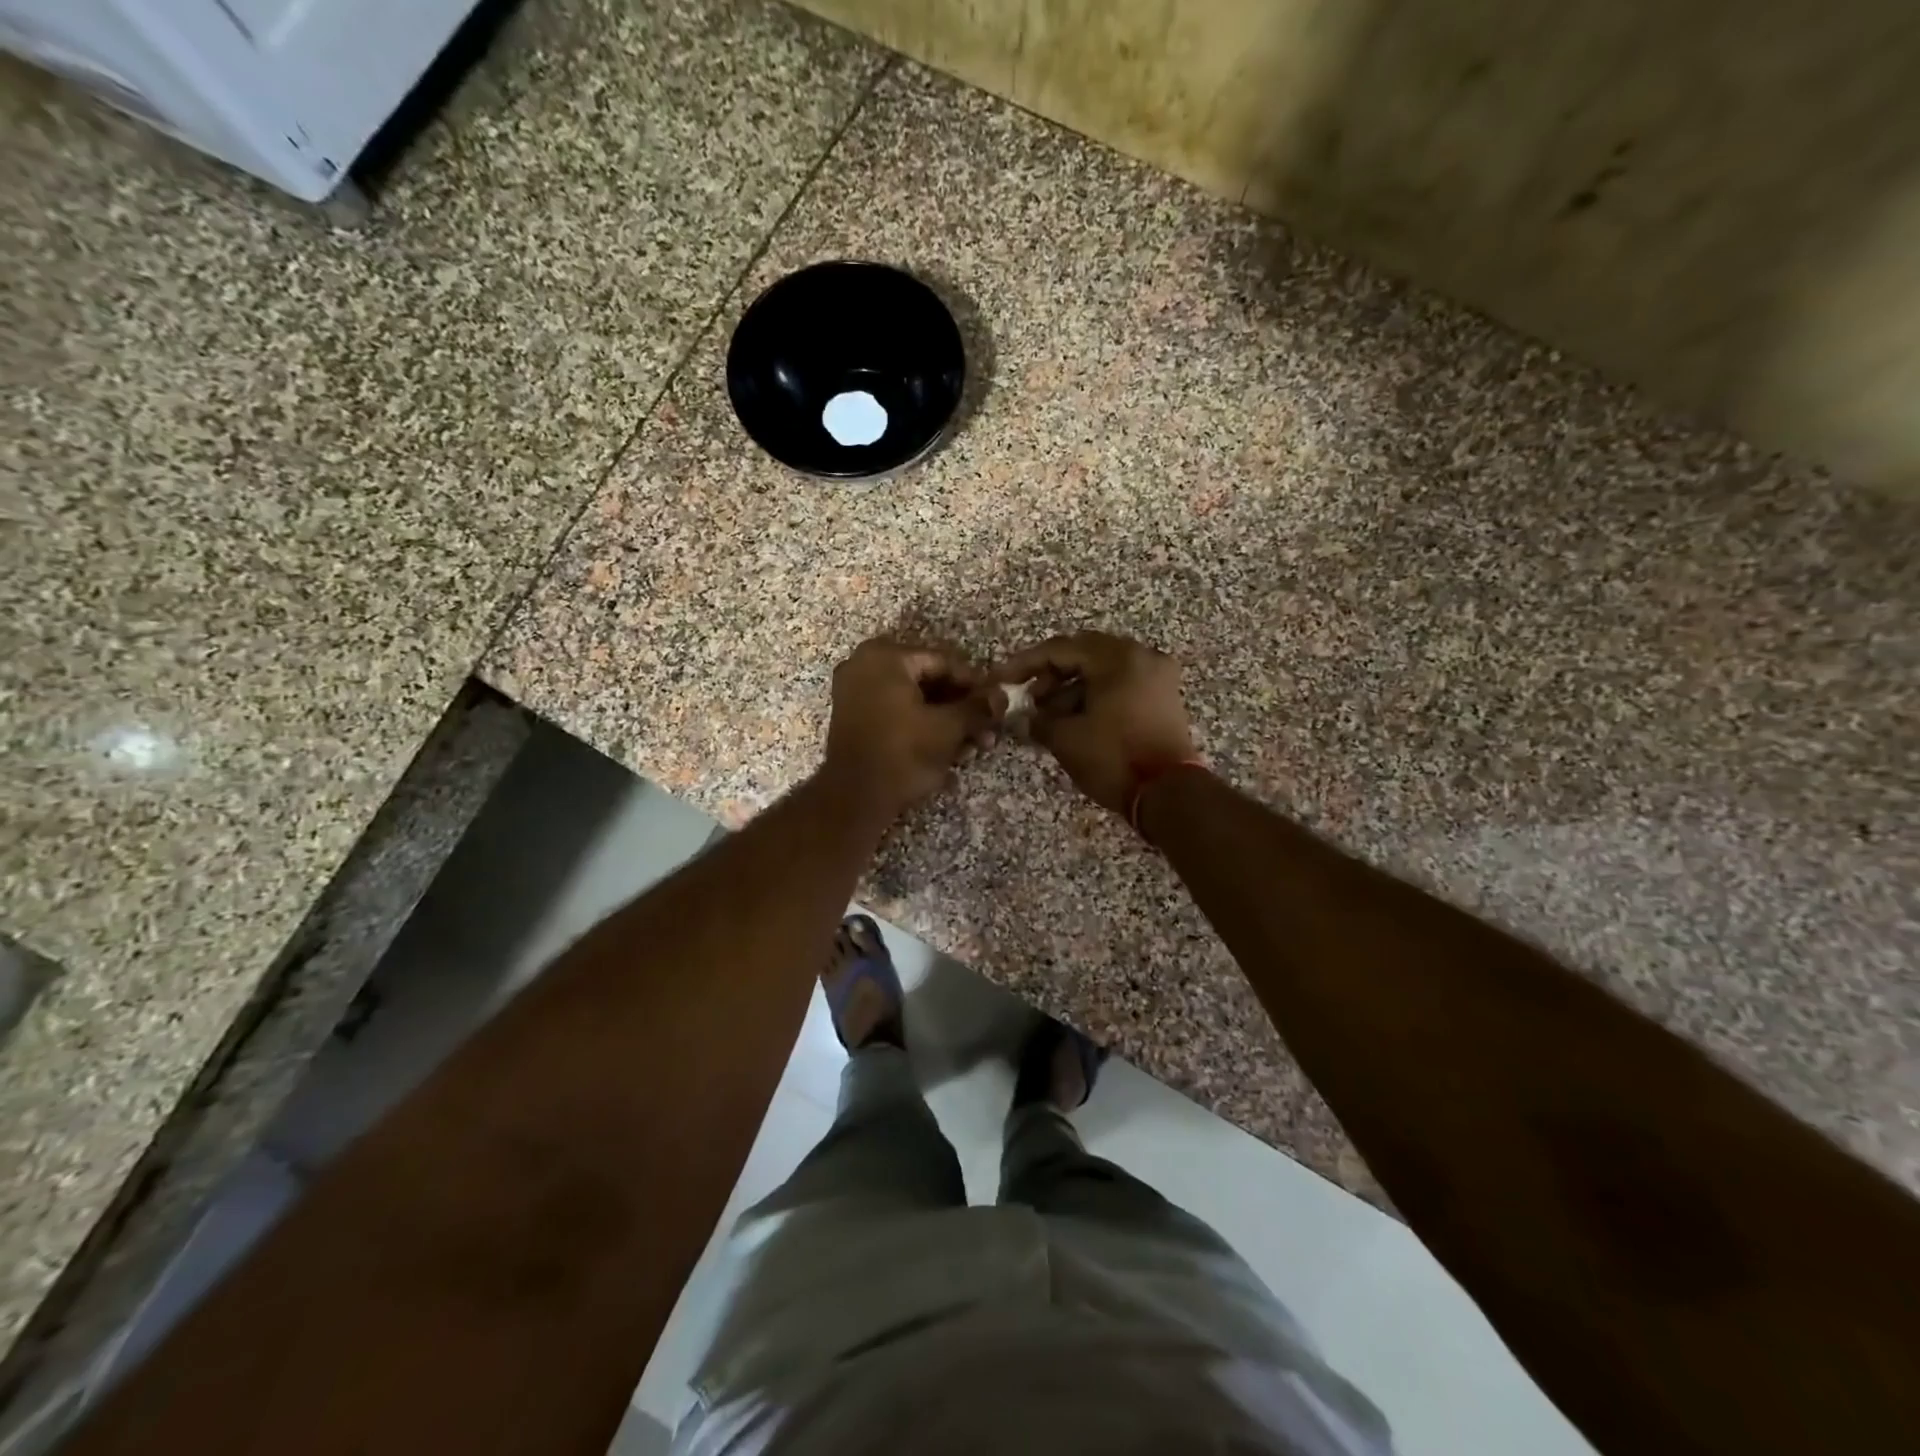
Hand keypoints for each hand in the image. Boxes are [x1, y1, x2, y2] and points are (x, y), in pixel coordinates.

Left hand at [822, 638, 995, 823]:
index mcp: (886, 656)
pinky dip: (922, 725)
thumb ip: (977, 707)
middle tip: (987, 728)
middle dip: (961, 707)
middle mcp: (865, 663)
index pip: (944, 662)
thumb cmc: (903, 753)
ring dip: (945, 720)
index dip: (975, 684)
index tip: (996, 704)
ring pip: (914, 698)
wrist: (854, 797)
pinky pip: (896, 711)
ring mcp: (855, 690)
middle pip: (928, 680)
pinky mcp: (853, 716)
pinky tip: (949, 749)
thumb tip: (1002, 696)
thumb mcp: (948, 728)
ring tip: (973, 746)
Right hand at [992, 630, 1195, 815]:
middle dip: (1051, 675)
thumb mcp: (1066, 738)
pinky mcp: (1163, 697)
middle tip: (1028, 698)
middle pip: (1084, 654)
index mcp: (1117, 657)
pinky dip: (1096, 696)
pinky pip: (1121, 685)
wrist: (1170, 793)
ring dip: (1072, 688)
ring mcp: (1157, 676)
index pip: (1060, 649)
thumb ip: (1038, 720)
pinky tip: (1075, 720)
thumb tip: (1025, 718)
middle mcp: (1141, 656)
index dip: (1025, 664)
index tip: (1002, 678)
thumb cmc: (1114, 758)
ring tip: (1048, 717)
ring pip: (1103, 671)